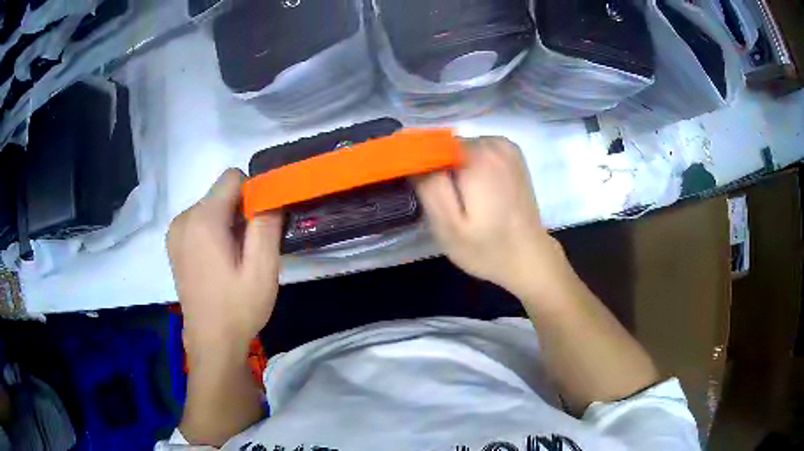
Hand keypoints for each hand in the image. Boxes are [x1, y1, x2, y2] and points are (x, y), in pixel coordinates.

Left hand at [167, 169, 282, 360]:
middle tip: (248, 250)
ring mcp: (175, 231)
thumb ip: (266, 224)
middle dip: (240, 212)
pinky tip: (217, 262)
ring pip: (210, 207)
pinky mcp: (173, 244)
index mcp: (203, 220)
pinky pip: (198, 221)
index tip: (259, 226)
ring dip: (226, 223)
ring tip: (233, 260)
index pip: (233, 177)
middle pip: (220, 193)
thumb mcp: (263, 269)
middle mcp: (183, 218)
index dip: (253, 195)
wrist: (211, 343)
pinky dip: (212, 232)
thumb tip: (270, 195)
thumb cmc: (238, 308)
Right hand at [414, 137, 565, 299]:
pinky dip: (472, 166)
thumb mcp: (448, 225)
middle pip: (447, 145)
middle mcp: (493, 142)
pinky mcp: (513, 155)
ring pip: (462, 148)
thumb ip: (429, 186)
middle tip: (444, 203)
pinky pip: (479, 151)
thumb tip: (412, 156)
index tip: (420, 191)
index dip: (420, 165)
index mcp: (477, 156)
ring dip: (455, 169)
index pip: (430, 144)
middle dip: (439, 169)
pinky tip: (478, 192)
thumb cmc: (487, 248)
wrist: (530, 258)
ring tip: (462, 200)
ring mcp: (506, 146)